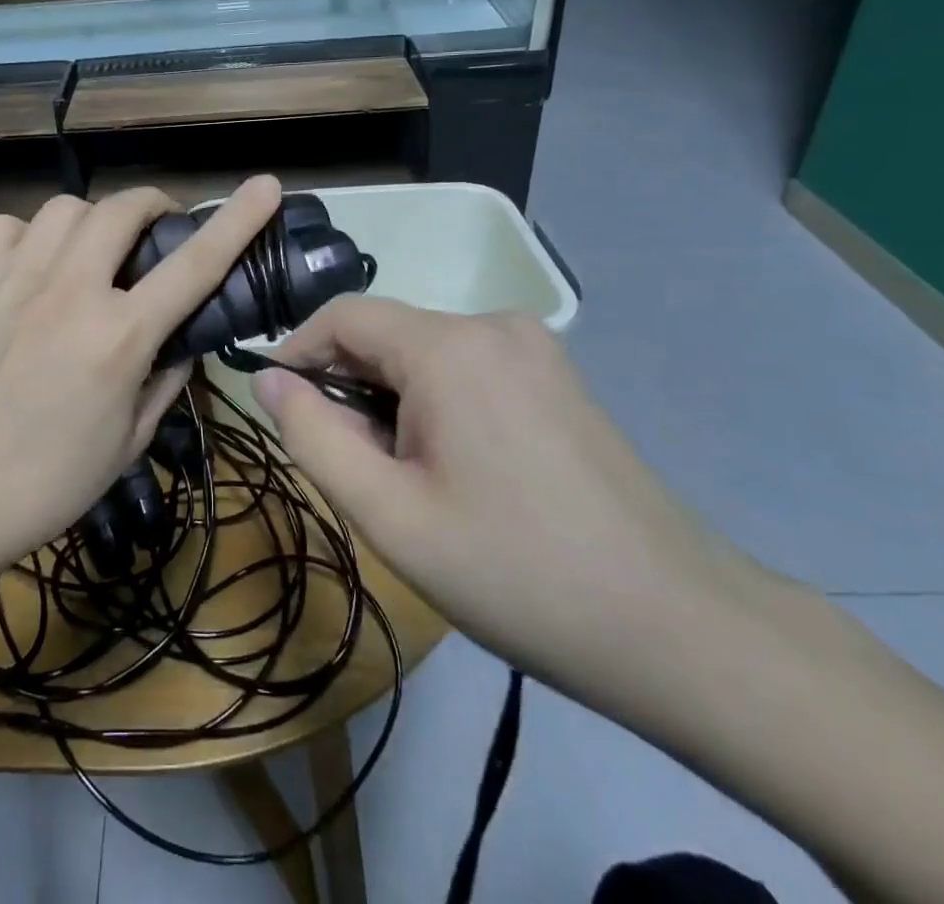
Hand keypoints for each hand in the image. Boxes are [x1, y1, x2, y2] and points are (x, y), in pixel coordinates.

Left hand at [0, 176, 283, 581]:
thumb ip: (167, 379)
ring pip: (65, 209)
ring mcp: (12, 280)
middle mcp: (69, 292)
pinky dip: (29, 237)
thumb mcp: (130, 441)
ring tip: (86, 255)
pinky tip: (30, 267)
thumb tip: (182, 339)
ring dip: (90, 223)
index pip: (195, 263)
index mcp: (119, 337)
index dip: (237, 219)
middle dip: (150, 207)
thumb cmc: (48, 482)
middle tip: (153, 232)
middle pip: (121, 210)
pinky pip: (7, 226)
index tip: (264, 186)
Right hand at [253, 297, 733, 693]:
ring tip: (410, 478)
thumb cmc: (516, 572)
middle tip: (356, 468)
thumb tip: (264, 378)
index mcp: (448, 345)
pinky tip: (459, 467)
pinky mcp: (557, 374)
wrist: (679, 628)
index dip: (297, 352)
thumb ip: (312, 435)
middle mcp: (492, 323)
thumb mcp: (389, 514)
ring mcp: (534, 345)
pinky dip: (437, 401)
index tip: (281, 409)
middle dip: (351, 388)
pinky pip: (468, 366)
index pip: (342, 315)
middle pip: (386, 334)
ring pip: (425, 352)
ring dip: (394, 399)